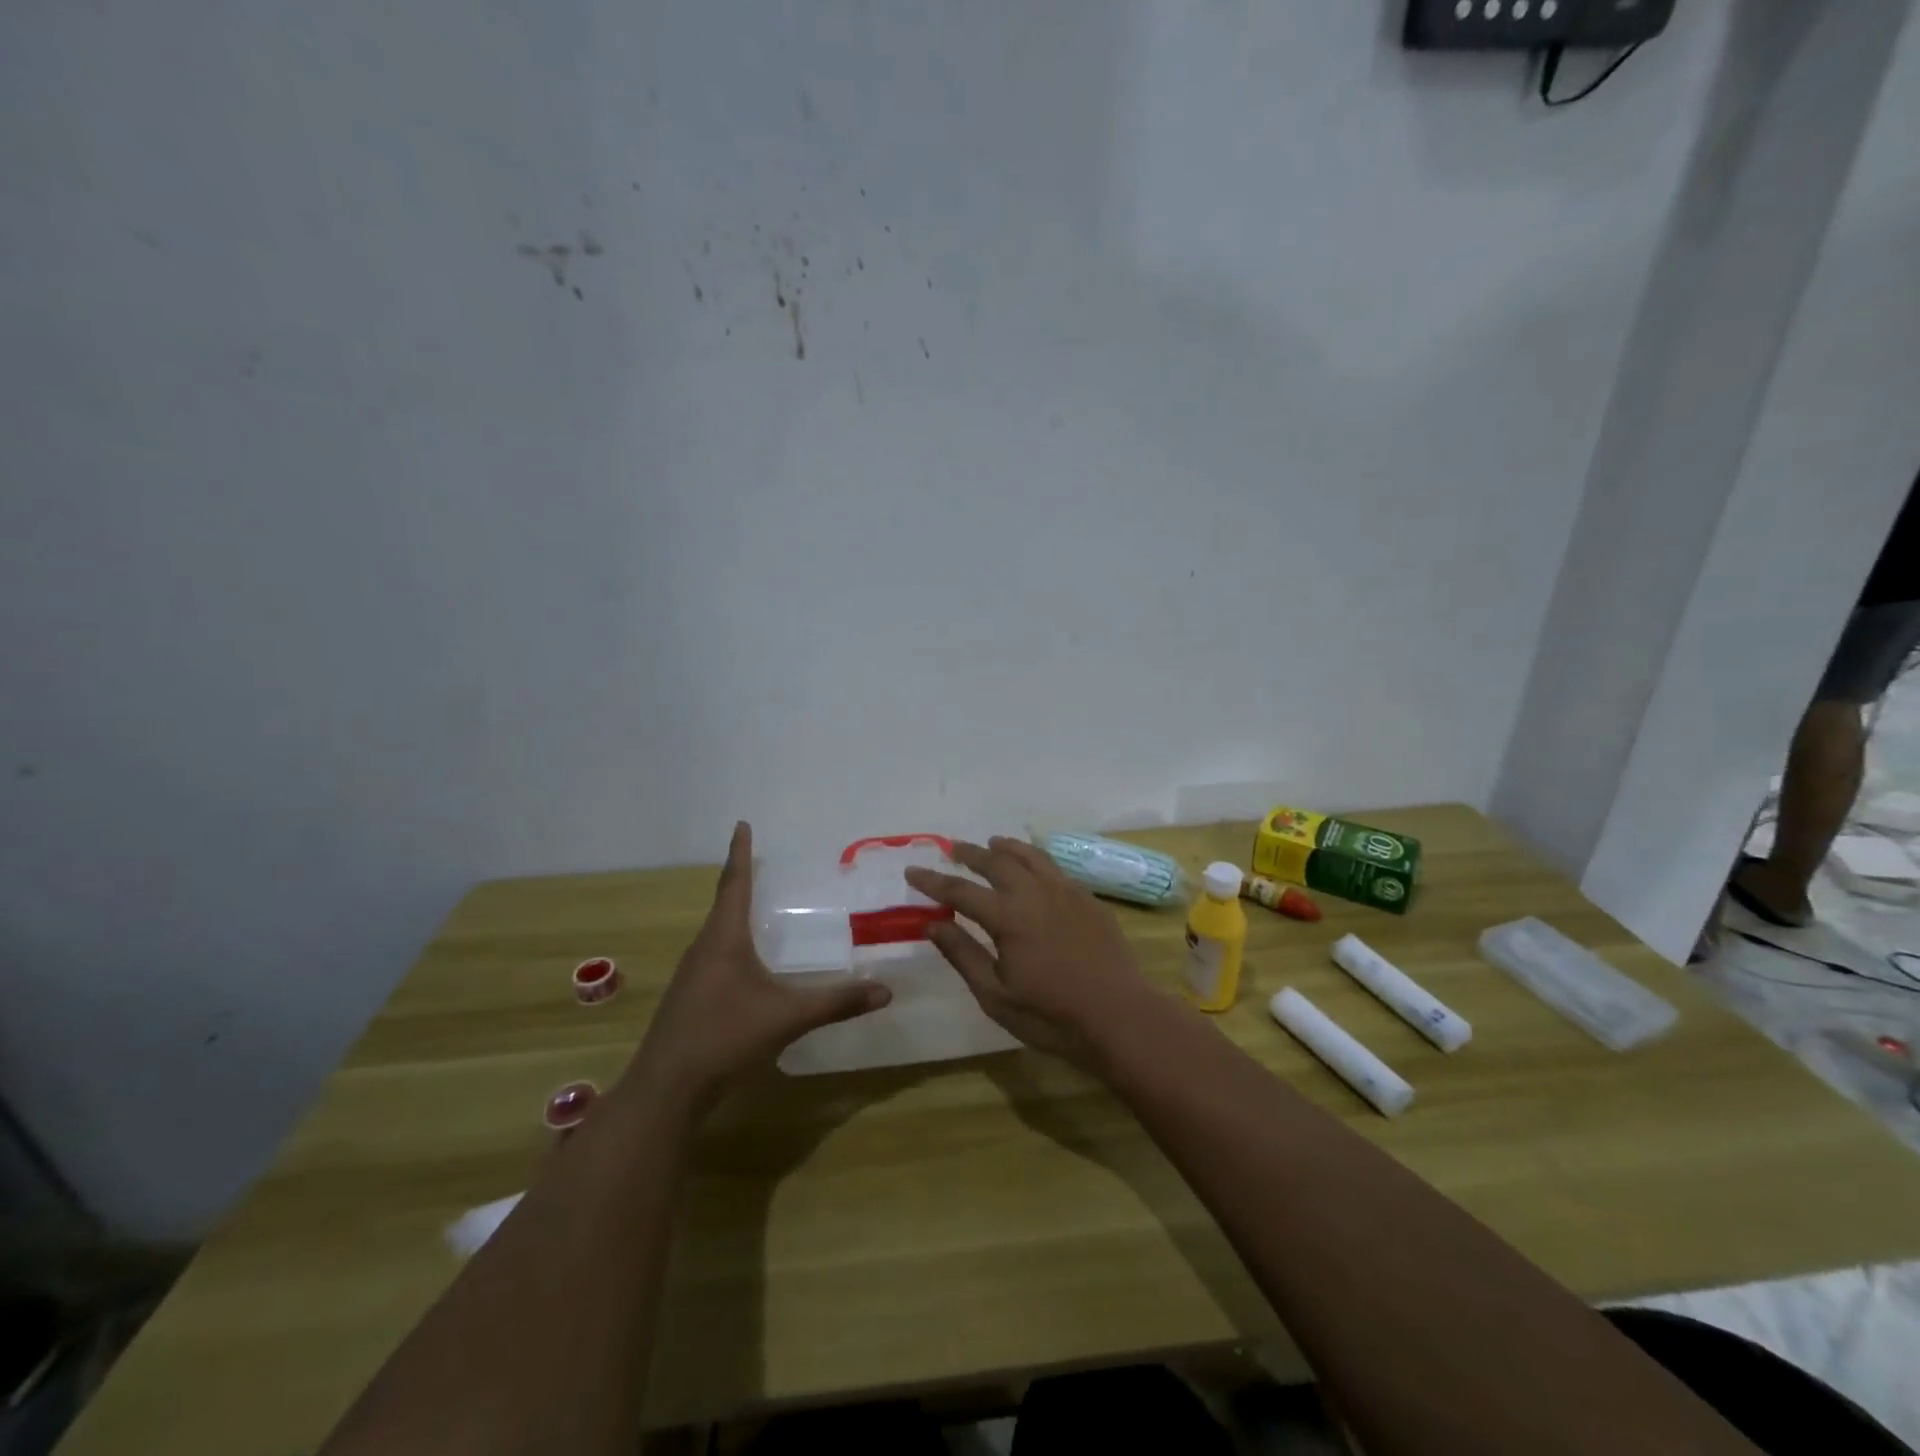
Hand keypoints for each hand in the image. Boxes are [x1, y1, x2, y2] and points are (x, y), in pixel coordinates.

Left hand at [626, 822, 890, 1115]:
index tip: (741, 824)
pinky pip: (714, 954)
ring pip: (717, 932)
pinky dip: (732, 942)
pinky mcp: (690, 997)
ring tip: (759, 906)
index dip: (740, 852)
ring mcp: (693, 974)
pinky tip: (747, 962)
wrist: (666, 1089)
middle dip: (741, 881)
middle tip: (762, 863)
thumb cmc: (725, 1036)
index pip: (734, 883)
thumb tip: (885, 990)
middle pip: (723, 903)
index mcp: (724, 938)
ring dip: (735, 913)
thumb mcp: (787, 1017)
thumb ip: (837, 1002)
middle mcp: (704, 947)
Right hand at [904, 837, 1163, 1069]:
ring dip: (1007, 847)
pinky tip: (1035, 867)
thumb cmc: (1050, 1015)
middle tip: (953, 848)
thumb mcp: (995, 995)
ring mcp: (1066, 892)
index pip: (960, 891)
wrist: (1118, 1016)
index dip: (933, 881)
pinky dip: (1036, 859)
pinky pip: (1056, 868)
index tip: (912, 872)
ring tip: (993, 842)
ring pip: (1031, 856)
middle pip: (996, 862)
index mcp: (1008, 917)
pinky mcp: (1088, 899)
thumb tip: (932, 923)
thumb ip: (962, 954)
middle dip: (970, 854)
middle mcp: (1035, 893)